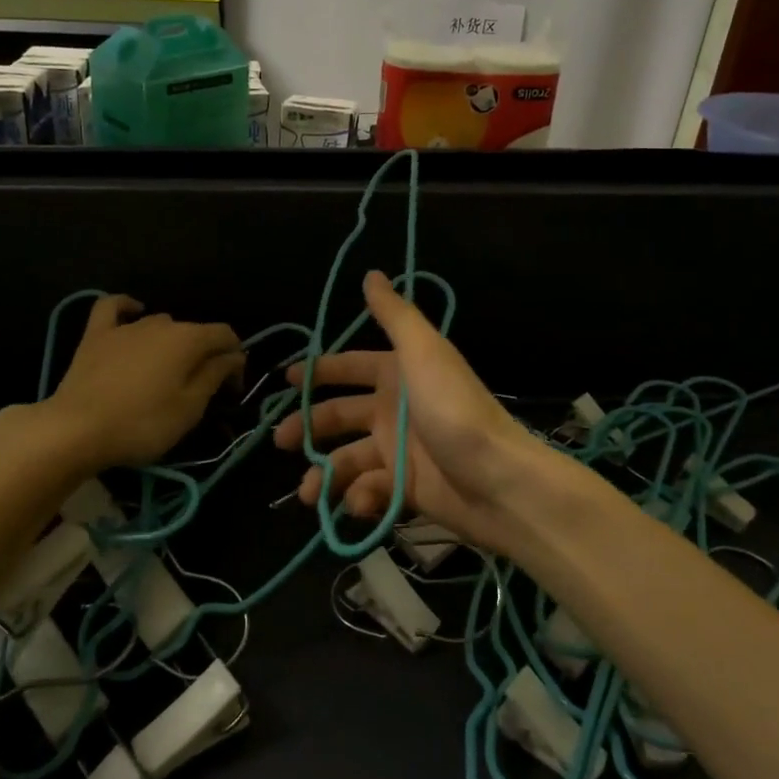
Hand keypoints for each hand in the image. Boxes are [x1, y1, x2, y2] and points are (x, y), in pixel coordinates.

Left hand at [45, 296, 244, 469]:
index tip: (232, 390)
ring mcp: (126, 326)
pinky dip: (128, 307)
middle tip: (202, 390)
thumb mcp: (189, 408)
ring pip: (161, 323)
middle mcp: (161, 324)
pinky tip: (134, 312)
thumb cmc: (142, 423)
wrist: (76, 430)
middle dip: (205, 355)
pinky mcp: (96, 335)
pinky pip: (114, 308)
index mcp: (189, 340)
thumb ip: (215, 376)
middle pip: (194, 332)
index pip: (226, 336)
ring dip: (173, 342)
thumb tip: (234, 356)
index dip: (235, 360)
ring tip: (169, 370)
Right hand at [273, 271, 547, 551]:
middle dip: (308, 426)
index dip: (319, 371)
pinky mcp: (405, 490)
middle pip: (339, 415)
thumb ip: (394, 315)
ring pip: (347, 460)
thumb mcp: (424, 352)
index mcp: (397, 375)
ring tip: (308, 493)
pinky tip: (358, 504)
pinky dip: (359, 498)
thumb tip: (372, 274)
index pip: (349, 367)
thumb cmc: (454, 410)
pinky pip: (370, 491)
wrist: (497, 480)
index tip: (285, 379)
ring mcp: (398, 452)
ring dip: (326, 474)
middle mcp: (394, 410)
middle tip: (281, 440)